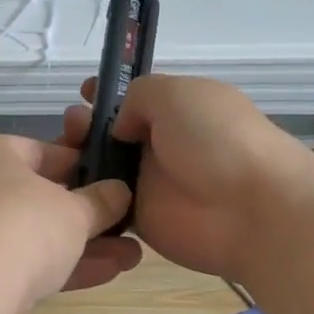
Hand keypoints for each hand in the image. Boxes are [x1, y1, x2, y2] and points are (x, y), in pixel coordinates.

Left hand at [0, 135, 143, 307]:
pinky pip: (25, 262)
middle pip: (40, 196)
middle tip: (127, 224)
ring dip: (83, 245)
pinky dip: (63, 266)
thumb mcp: (75, 209)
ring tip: (131, 256)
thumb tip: (119, 192)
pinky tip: (109, 273)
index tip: (116, 181)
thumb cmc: (23, 225)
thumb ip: (101, 200)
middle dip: (88, 214)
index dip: (84, 165)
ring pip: (35, 234)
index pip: (43, 151)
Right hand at [62, 74, 309, 283]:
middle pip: (109, 133)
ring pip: (102, 169)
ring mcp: (150, 183)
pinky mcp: (141, 220)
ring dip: (78, 161)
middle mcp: (161, 144)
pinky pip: (104, 206)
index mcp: (177, 109)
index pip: (134, 98)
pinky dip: (83, 199)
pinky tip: (61, 189)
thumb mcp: (176, 93)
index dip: (106, 94)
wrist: (252, 209)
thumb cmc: (216, 139)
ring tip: (61, 157)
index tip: (82, 93)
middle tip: (70, 129)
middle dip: (83, 126)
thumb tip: (120, 127)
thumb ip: (138, 96)